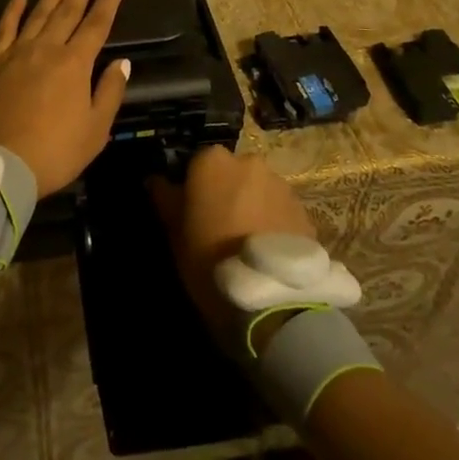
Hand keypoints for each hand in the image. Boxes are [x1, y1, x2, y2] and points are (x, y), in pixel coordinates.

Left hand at [0, 0, 130, 196]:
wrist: (0, 166)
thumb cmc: (55, 152)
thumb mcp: (95, 130)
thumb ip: (109, 92)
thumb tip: (121, 62)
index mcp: (75, 64)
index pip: (96, 25)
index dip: (108, 2)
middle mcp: (47, 49)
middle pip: (68, 11)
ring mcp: (18, 53)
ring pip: (38, 13)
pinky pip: (5, 28)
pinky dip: (13, 9)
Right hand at [151, 146, 315, 334]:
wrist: (270, 298)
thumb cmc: (209, 258)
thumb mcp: (174, 232)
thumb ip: (164, 198)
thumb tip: (155, 179)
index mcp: (212, 161)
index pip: (196, 164)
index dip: (193, 188)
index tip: (191, 213)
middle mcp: (248, 162)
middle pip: (231, 173)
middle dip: (226, 193)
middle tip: (219, 227)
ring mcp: (280, 185)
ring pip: (258, 190)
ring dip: (251, 206)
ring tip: (247, 243)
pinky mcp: (304, 210)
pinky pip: (280, 210)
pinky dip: (272, 223)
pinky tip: (267, 251)